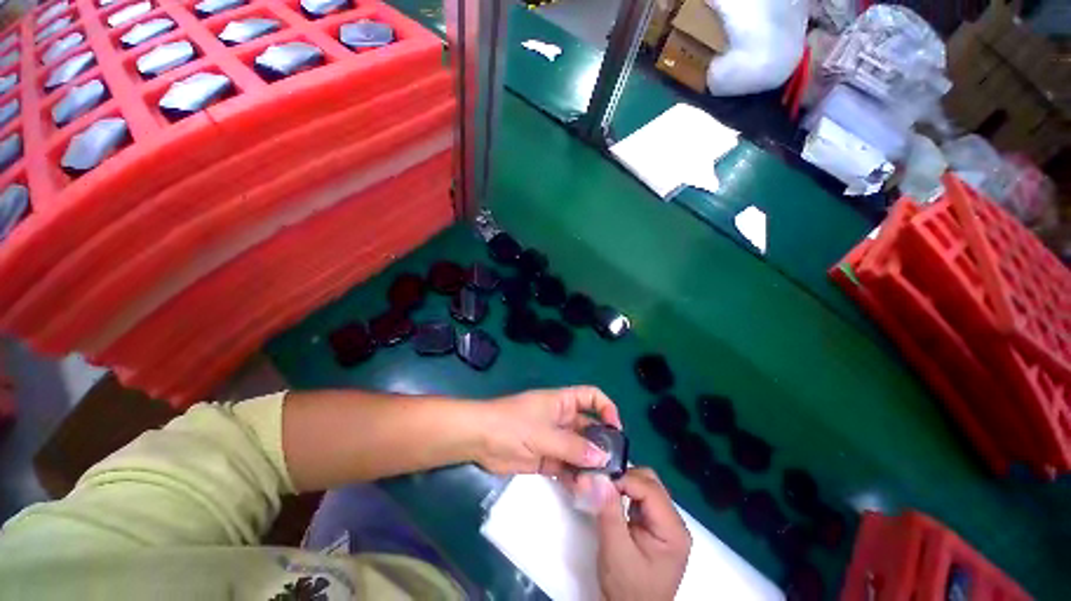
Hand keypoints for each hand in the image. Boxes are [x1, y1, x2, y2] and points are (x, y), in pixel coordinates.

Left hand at [476, 386, 621, 477]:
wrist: (480, 440)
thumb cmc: (513, 424)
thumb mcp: (544, 433)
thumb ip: (573, 446)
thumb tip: (604, 457)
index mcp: (563, 402)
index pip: (591, 397)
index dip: (606, 408)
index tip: (616, 429)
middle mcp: (562, 419)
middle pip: (589, 427)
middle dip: (601, 443)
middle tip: (614, 466)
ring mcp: (555, 439)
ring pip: (580, 449)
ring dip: (590, 463)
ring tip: (601, 482)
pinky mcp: (546, 458)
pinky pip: (567, 466)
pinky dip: (575, 475)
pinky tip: (583, 489)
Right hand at [594, 468, 690, 600]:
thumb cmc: (627, 589)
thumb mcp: (615, 550)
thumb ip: (608, 511)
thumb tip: (598, 477)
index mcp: (673, 530)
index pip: (649, 489)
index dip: (623, 479)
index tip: (599, 480)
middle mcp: (675, 522)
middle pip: (650, 483)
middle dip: (625, 479)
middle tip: (602, 485)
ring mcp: (666, 524)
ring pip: (646, 486)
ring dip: (625, 485)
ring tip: (606, 492)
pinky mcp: (656, 526)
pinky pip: (642, 498)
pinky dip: (626, 493)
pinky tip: (614, 501)